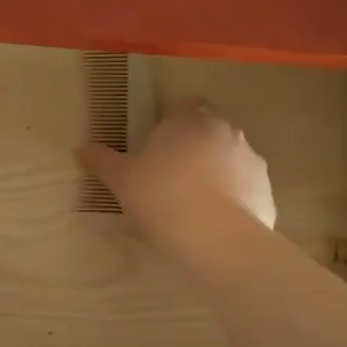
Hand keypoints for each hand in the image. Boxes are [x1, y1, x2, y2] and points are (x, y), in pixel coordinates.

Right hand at [75, 99, 275, 244]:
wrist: (215, 239)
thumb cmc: (161, 198)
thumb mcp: (122, 181)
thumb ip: (102, 161)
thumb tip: (80, 149)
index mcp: (190, 120)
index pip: (184, 107)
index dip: (172, 125)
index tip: (158, 149)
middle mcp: (226, 131)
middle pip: (209, 132)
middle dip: (194, 148)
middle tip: (171, 178)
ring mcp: (251, 160)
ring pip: (229, 159)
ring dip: (216, 173)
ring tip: (194, 204)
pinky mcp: (266, 191)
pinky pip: (245, 189)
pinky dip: (234, 199)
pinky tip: (214, 222)